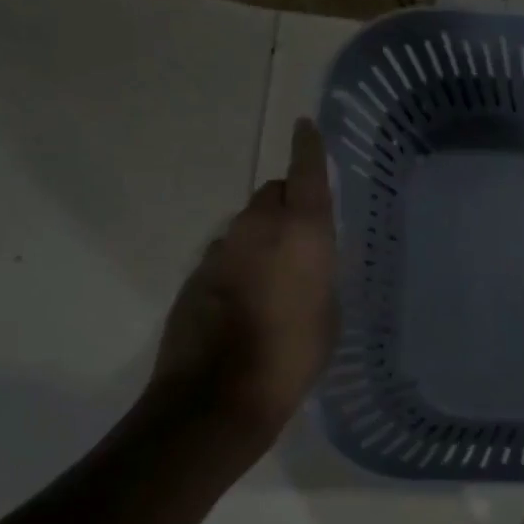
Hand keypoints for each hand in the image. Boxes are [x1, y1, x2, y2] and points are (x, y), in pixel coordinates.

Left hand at [150, 119, 339, 442]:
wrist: (218, 396)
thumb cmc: (293, 356)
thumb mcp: (328, 314)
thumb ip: (319, 273)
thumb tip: (305, 261)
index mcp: (301, 235)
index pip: (305, 175)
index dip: (308, 149)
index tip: (306, 127)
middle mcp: (257, 230)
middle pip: (272, 194)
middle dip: (288, 201)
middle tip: (304, 231)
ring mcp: (220, 251)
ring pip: (247, 224)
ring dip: (263, 235)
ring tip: (279, 273)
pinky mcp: (195, 275)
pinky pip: (227, 253)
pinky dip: (241, 262)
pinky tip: (250, 298)